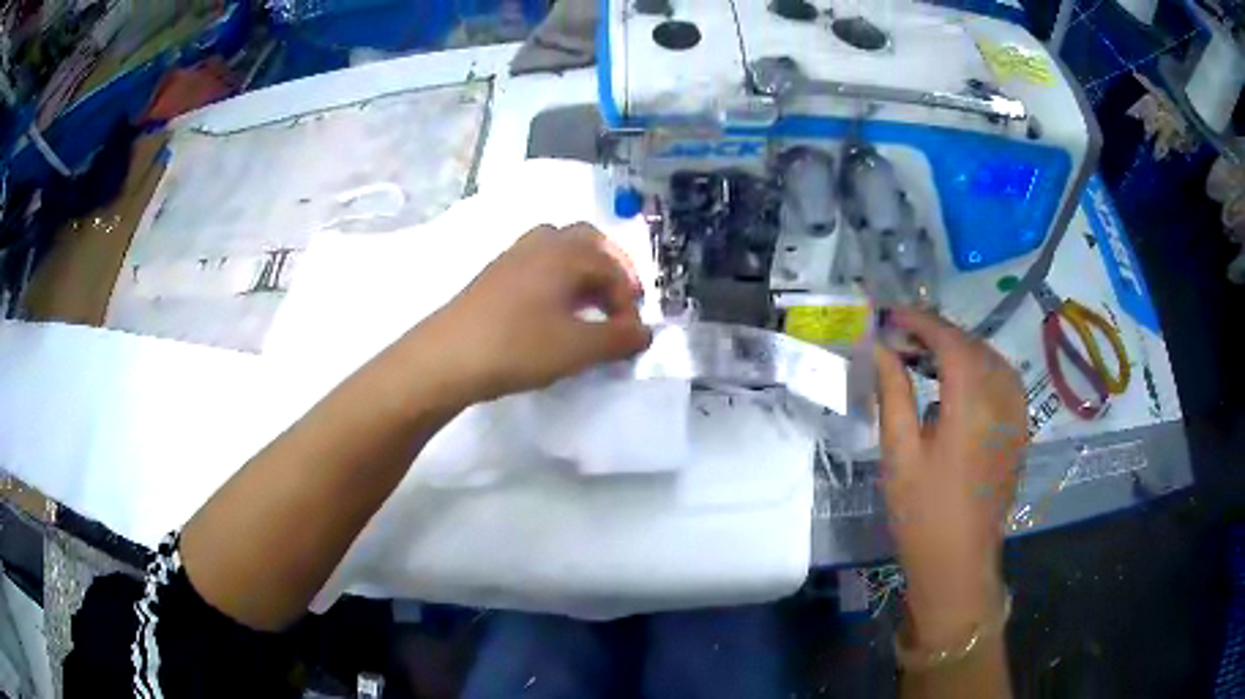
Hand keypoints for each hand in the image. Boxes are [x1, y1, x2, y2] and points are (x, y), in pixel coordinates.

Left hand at [416, 223, 652, 403]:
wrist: (445, 357)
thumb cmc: (517, 347)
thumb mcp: (577, 348)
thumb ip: (618, 339)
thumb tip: (645, 333)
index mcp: (564, 254)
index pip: (612, 268)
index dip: (629, 301)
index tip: (630, 336)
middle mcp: (540, 245)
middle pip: (586, 241)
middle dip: (608, 269)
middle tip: (616, 303)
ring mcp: (511, 257)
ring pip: (557, 249)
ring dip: (580, 271)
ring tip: (586, 306)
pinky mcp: (492, 277)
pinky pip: (535, 265)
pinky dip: (554, 280)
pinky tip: (550, 312)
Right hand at [874, 308, 1026, 647]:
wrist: (958, 561)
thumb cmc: (922, 513)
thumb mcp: (899, 453)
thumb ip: (893, 393)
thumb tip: (880, 349)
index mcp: (972, 405)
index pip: (950, 341)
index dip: (921, 322)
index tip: (890, 316)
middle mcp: (1002, 401)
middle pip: (974, 346)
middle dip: (938, 333)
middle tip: (902, 337)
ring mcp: (1017, 416)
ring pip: (992, 360)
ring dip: (961, 349)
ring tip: (928, 356)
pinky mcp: (1020, 431)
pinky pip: (1005, 381)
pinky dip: (981, 368)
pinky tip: (960, 384)